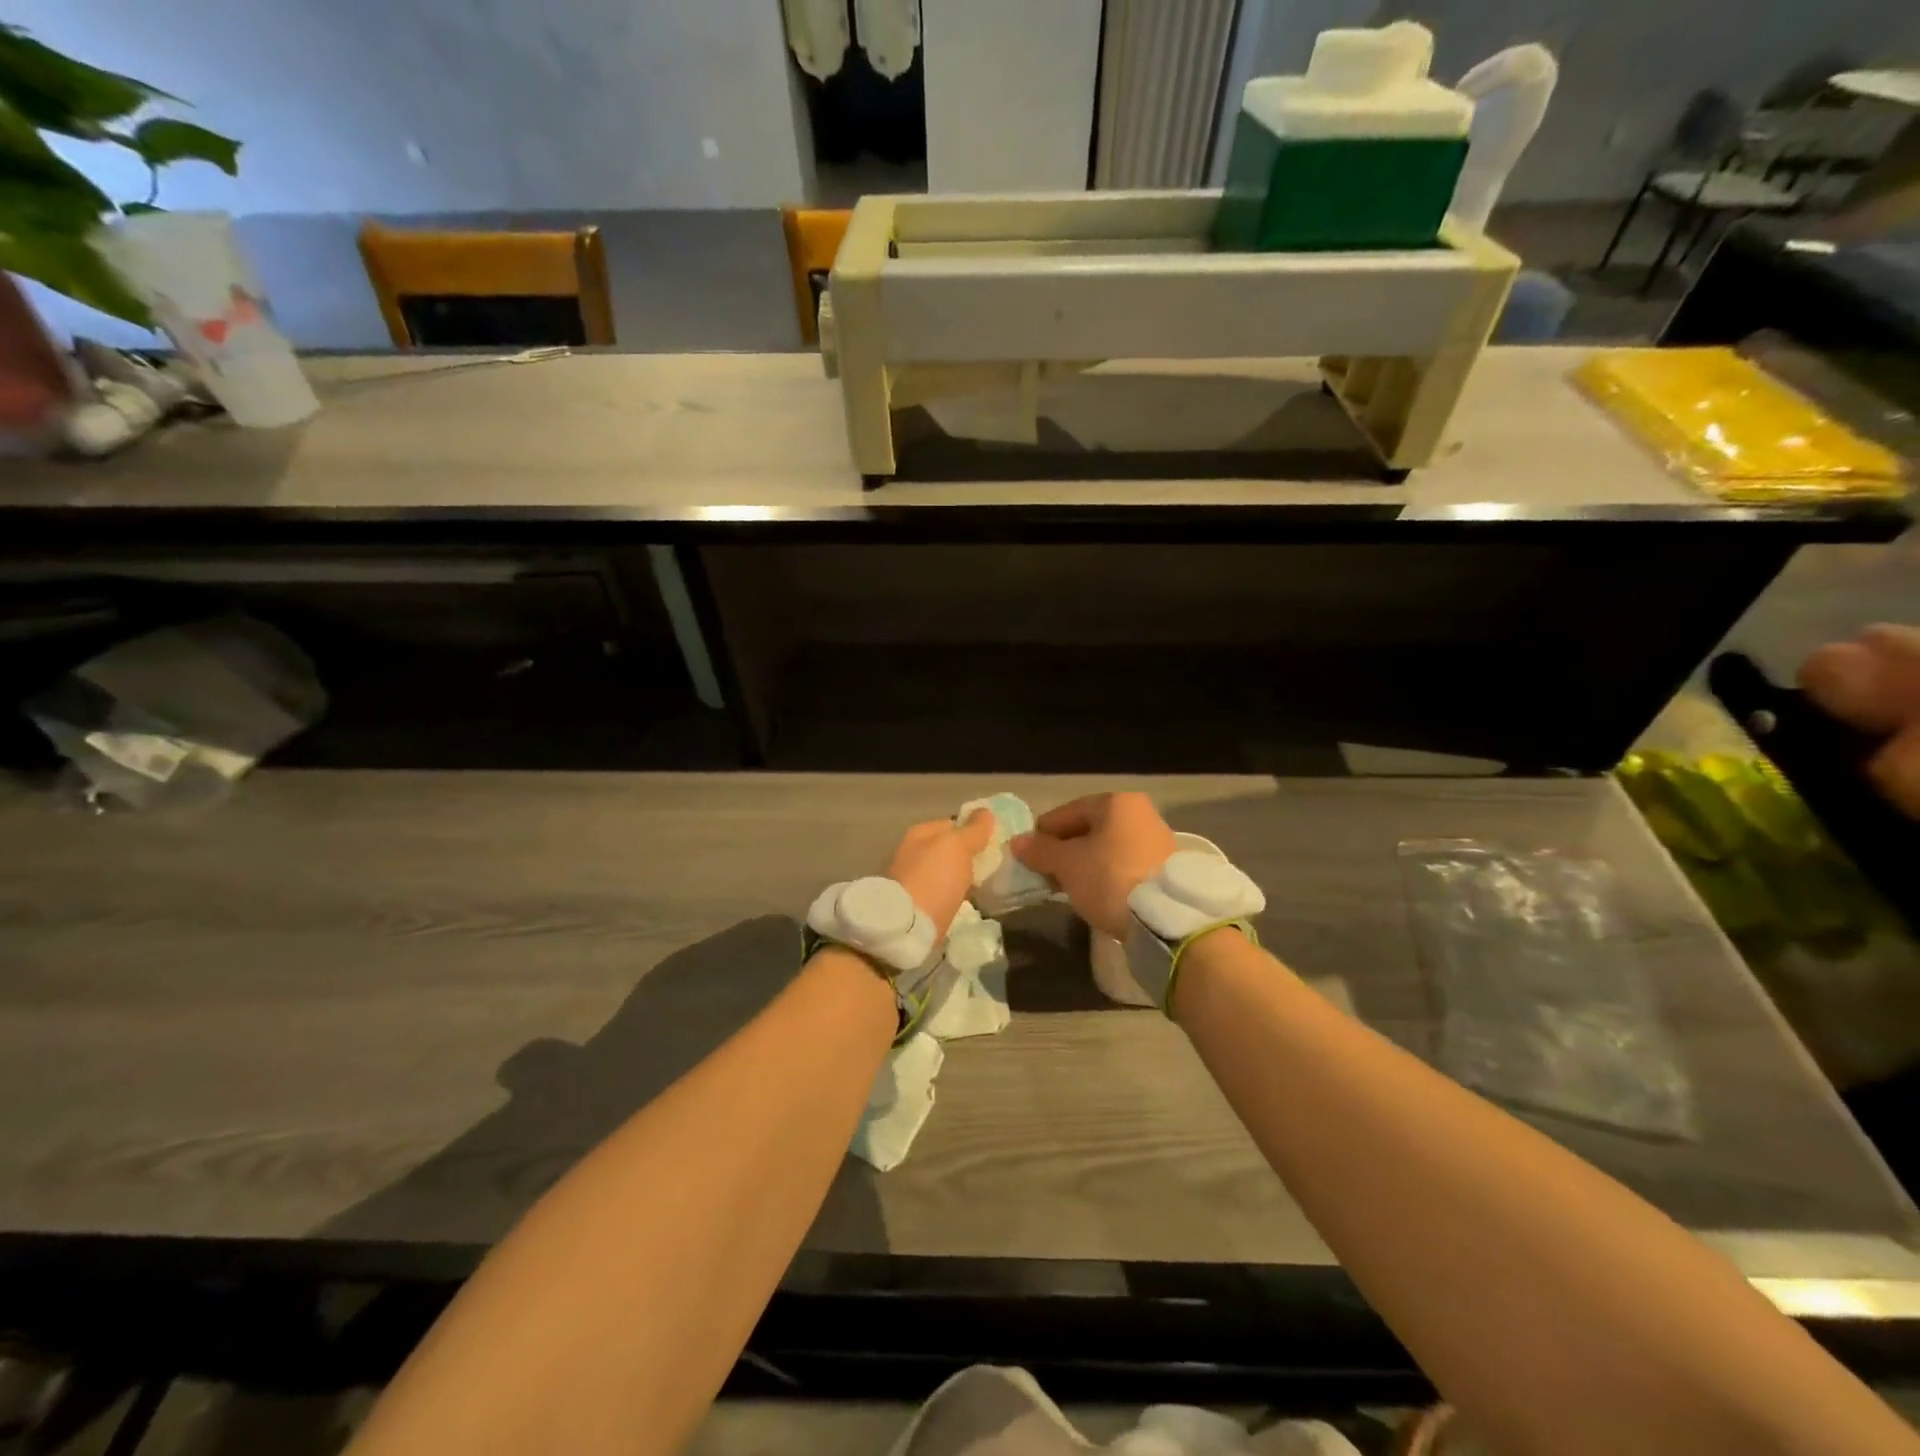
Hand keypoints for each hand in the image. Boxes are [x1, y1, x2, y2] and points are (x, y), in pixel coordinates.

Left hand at [886, 810, 994, 938]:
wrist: (907, 927)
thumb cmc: (933, 879)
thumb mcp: (958, 847)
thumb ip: (974, 830)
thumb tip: (986, 812)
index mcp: (920, 833)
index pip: (953, 824)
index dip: (974, 831)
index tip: (994, 845)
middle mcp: (912, 852)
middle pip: (948, 850)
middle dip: (968, 858)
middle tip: (992, 868)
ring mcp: (911, 879)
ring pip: (945, 873)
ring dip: (961, 879)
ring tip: (984, 888)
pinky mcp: (915, 905)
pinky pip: (941, 894)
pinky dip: (953, 897)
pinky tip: (967, 903)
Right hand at [1011, 792, 1175, 940]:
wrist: (1166, 917)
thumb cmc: (1110, 878)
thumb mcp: (1067, 864)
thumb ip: (1040, 851)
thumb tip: (1017, 842)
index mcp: (1116, 802)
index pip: (1067, 812)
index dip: (1043, 834)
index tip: (1028, 856)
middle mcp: (1141, 813)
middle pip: (1089, 829)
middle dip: (1065, 850)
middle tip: (1046, 874)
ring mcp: (1158, 840)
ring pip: (1108, 848)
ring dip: (1086, 864)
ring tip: (1069, 887)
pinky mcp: (1167, 868)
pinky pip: (1125, 864)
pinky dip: (1107, 875)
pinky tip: (1097, 894)